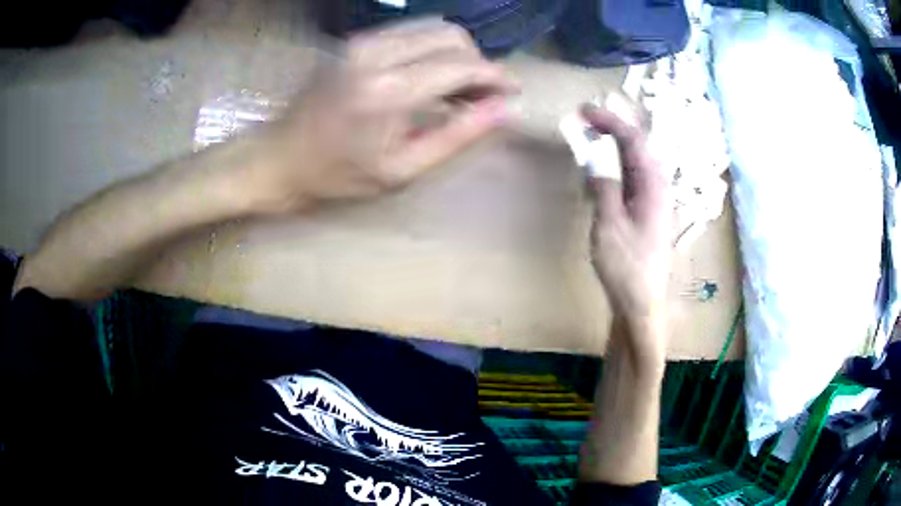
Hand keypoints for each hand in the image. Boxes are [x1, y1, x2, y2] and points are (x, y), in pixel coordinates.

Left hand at [256, 18, 517, 211]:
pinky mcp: (355, 40)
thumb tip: (504, 110)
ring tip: (457, 88)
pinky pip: (410, 31)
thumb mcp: (402, 170)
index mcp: (389, 91)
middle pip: (452, 36)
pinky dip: (431, 48)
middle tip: (480, 96)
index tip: (513, 90)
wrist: (278, 158)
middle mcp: (377, 53)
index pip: (462, 65)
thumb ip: (457, 135)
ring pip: (433, 28)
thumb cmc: (336, 175)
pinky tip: (428, 76)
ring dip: (456, 53)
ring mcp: (362, 41)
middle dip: (477, 63)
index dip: (496, 76)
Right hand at [583, 103, 671, 323]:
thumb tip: (596, 162)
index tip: (584, 111)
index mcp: (653, 186)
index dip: (610, 121)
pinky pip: (632, 179)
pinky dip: (616, 166)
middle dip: (614, 127)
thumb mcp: (609, 224)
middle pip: (639, 146)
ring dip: (615, 145)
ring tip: (593, 136)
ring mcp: (653, 201)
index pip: (634, 140)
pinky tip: (604, 171)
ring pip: (636, 162)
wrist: (641, 302)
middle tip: (587, 118)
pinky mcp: (646, 213)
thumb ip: (604, 187)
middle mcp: (658, 188)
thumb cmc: (626, 266)